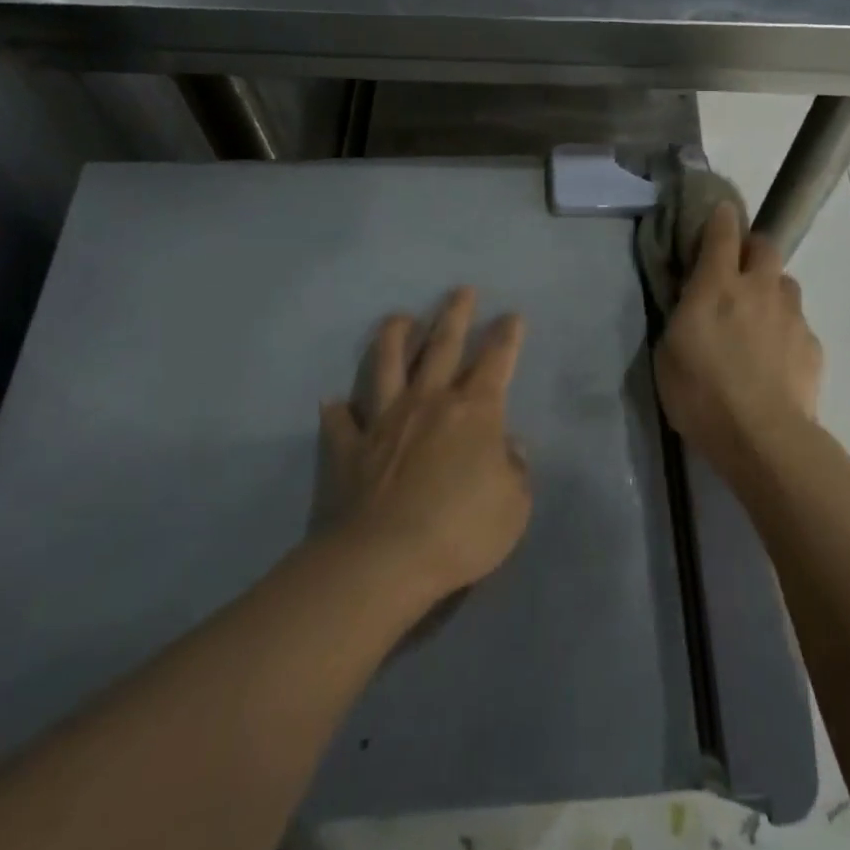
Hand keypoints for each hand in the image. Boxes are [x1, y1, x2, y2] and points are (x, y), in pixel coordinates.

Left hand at [320, 288, 531, 604]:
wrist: (384, 560)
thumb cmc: (461, 531)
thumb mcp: (513, 506)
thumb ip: (515, 470)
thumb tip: (510, 445)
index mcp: (474, 412)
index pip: (496, 362)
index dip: (506, 337)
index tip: (511, 316)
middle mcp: (429, 402)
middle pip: (442, 346)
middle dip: (455, 315)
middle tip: (461, 290)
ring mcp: (384, 420)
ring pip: (388, 364)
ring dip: (394, 337)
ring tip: (398, 317)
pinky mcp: (349, 447)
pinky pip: (342, 421)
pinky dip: (339, 410)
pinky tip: (334, 402)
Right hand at [655, 203, 822, 462]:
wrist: (762, 436)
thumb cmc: (701, 395)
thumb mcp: (668, 353)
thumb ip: (682, 317)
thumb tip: (692, 302)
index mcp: (716, 287)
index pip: (722, 234)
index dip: (721, 218)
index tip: (720, 212)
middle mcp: (759, 289)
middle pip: (765, 247)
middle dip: (753, 249)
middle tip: (738, 271)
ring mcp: (791, 315)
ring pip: (786, 284)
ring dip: (771, 290)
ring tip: (758, 320)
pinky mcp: (812, 344)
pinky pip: (797, 323)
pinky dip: (785, 330)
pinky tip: (775, 359)